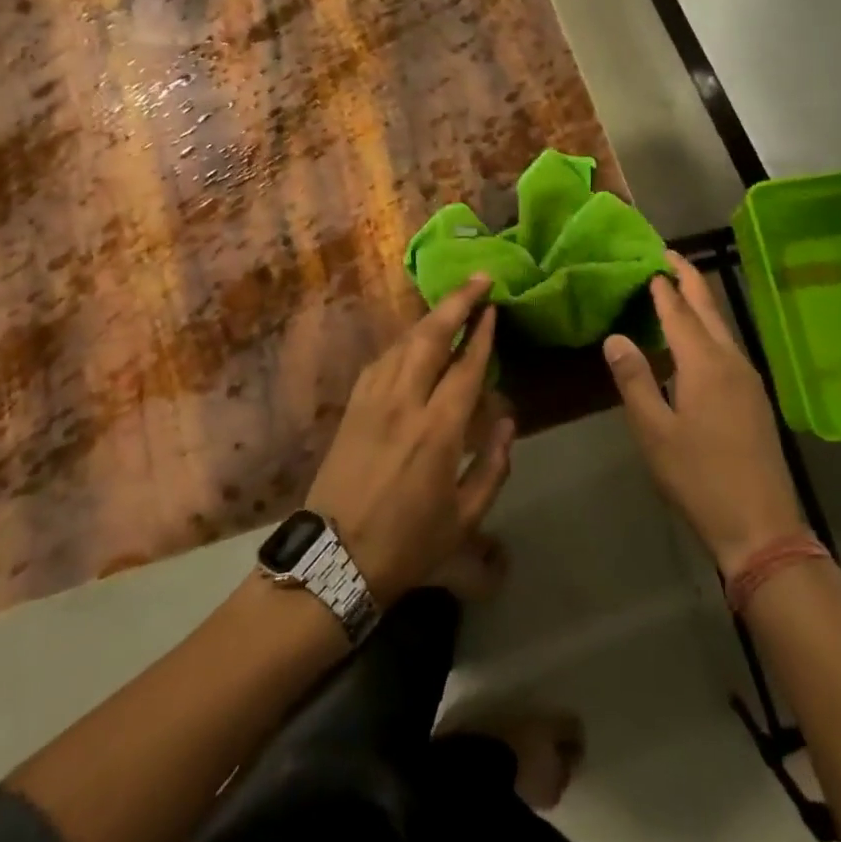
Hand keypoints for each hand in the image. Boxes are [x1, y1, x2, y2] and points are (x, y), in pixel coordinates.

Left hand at [306, 274, 515, 603]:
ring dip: (430, 317)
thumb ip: (493, 466)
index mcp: (438, 430)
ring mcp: (372, 400)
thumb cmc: (407, 544)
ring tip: (452, 303)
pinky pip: (382, 359)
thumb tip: (507, 421)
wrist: (333, 562)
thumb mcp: (464, 518)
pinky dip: (403, 341)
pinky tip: (414, 340)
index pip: (465, 366)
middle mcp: (404, 402)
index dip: (482, 334)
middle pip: (431, 337)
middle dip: (457, 302)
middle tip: (479, 279)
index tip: (494, 307)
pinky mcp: (352, 406)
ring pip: (404, 342)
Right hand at [603, 251, 805, 574]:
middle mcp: (731, 361)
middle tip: (667, 254)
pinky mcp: (754, 397)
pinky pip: (728, 346)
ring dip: (700, 302)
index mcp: (704, 363)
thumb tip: (615, 337)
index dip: (661, 285)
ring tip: (676, 288)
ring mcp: (748, 379)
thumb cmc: (699, 477)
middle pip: (708, 308)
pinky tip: (696, 340)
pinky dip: (708, 328)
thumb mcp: (654, 432)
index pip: (678, 311)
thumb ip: (634, 380)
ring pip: (722, 326)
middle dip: (688, 278)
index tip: (647, 260)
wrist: (762, 527)